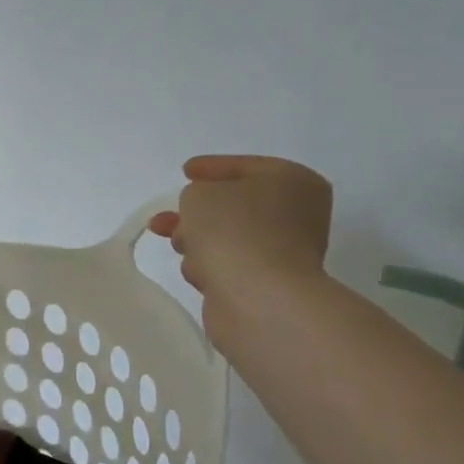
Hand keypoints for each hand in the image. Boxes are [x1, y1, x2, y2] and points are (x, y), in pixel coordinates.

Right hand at [148, 156, 331, 335]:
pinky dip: (209, 265)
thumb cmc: (232, 230)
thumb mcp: (200, 192)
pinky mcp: (266, 284)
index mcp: (293, 181)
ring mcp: (283, 252)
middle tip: (166, 217)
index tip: (185, 171)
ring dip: (198, 240)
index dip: (212, 167)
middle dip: (196, 212)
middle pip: (233, 205)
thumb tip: (201, 214)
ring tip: (178, 245)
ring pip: (227, 237)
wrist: (256, 296)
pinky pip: (227, 265)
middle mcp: (296, 214)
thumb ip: (195, 192)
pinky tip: (198, 271)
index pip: (245, 166)